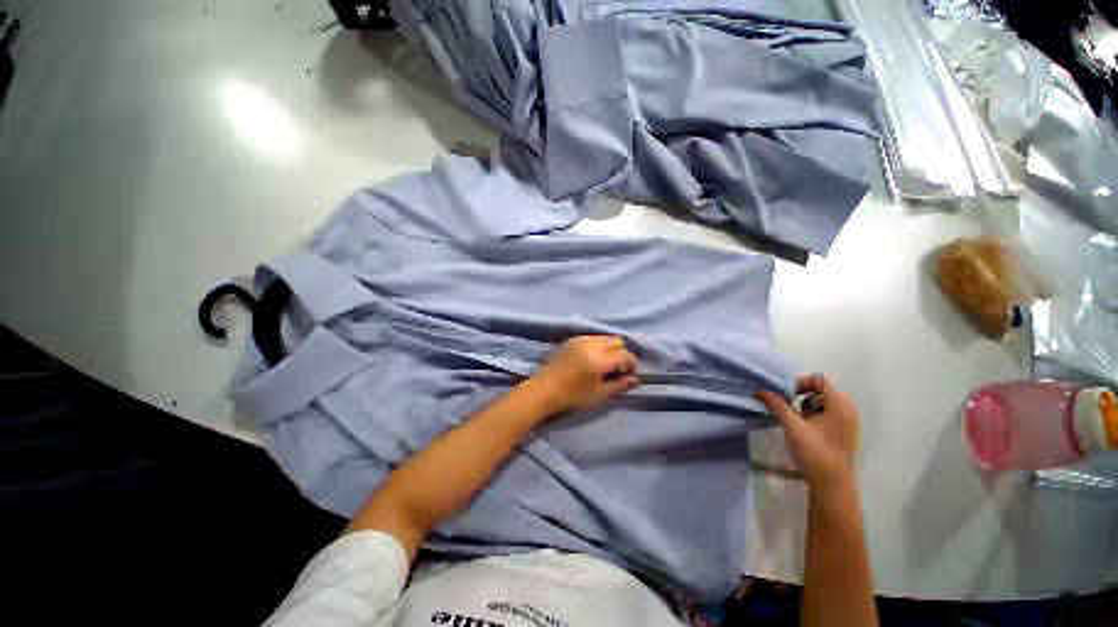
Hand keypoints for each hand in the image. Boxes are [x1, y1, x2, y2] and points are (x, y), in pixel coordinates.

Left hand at [530, 336, 638, 415]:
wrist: (545, 389)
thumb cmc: (573, 396)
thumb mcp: (599, 395)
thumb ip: (619, 385)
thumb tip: (635, 379)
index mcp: (599, 361)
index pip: (625, 355)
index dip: (632, 364)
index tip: (628, 373)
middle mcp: (592, 345)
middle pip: (616, 341)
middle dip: (621, 353)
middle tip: (616, 368)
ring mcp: (580, 340)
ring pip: (604, 337)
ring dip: (609, 348)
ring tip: (603, 363)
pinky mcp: (572, 339)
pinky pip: (592, 337)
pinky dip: (597, 345)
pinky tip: (591, 358)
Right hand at [756, 374, 859, 488]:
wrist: (831, 484)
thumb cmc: (815, 451)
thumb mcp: (792, 425)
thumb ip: (777, 405)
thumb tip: (760, 390)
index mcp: (840, 403)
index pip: (817, 380)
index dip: (798, 384)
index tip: (784, 397)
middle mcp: (847, 408)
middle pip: (818, 391)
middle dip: (799, 398)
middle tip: (787, 410)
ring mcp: (847, 421)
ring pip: (820, 403)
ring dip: (804, 408)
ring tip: (795, 423)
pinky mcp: (843, 432)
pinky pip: (825, 414)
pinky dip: (811, 417)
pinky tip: (803, 430)